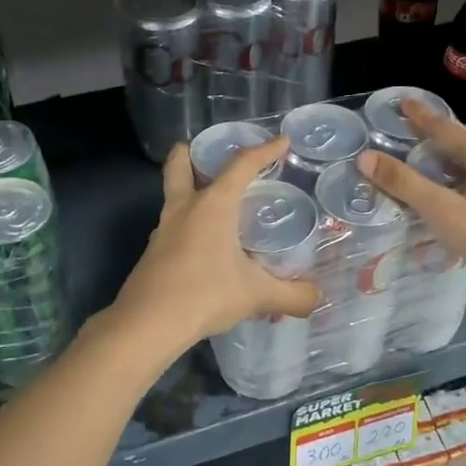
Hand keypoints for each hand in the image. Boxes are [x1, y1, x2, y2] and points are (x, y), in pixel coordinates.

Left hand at [105, 137, 319, 356]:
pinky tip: (205, 248)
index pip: (241, 166)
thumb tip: (316, 298)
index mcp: (213, 205)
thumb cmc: (205, 295)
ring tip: (216, 206)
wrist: (148, 324)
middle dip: (191, 154)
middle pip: (180, 166)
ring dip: (190, 192)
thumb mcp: (257, 296)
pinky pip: (173, 228)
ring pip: (174, 197)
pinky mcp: (153, 254)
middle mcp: (184, 209)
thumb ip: (292, 296)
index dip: (264, 150)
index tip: (281, 141)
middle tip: (208, 154)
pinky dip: (188, 226)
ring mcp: (163, 230)